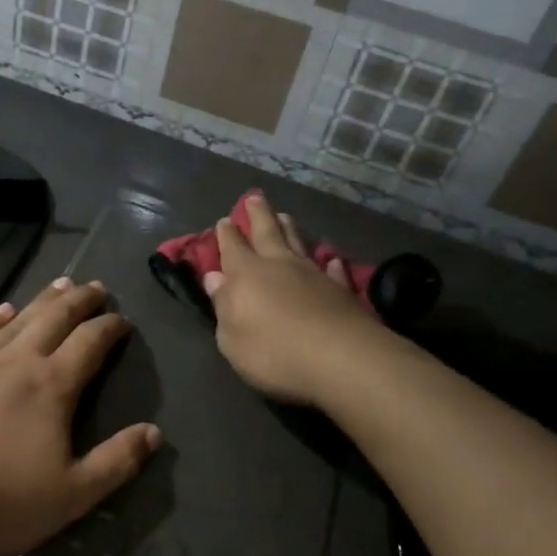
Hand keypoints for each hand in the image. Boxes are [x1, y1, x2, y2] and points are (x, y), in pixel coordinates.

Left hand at [0, 278, 161, 555]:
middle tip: (96, 285)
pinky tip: (0, 311)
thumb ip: (116, 462)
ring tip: (59, 284)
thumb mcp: (70, 496)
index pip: (90, 343)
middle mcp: (15, 361)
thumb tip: (155, 432)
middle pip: (55, 319)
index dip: (110, 327)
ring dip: (42, 300)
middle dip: (79, 300)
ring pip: (16, 320)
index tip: (123, 319)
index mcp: (51, 387)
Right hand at [203, 193, 382, 406]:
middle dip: (258, 215)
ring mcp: (314, 274)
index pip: (232, 247)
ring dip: (290, 228)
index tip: (225, 220)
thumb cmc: (273, 352)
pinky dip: (330, 262)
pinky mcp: (342, 289)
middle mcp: (279, 265)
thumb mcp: (232, 338)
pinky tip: (332, 259)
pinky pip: (334, 269)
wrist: (340, 358)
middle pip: (267, 232)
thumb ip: (223, 305)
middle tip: (254, 197)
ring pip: (298, 243)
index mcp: (246, 274)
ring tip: (285, 215)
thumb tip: (214, 277)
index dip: (227, 233)